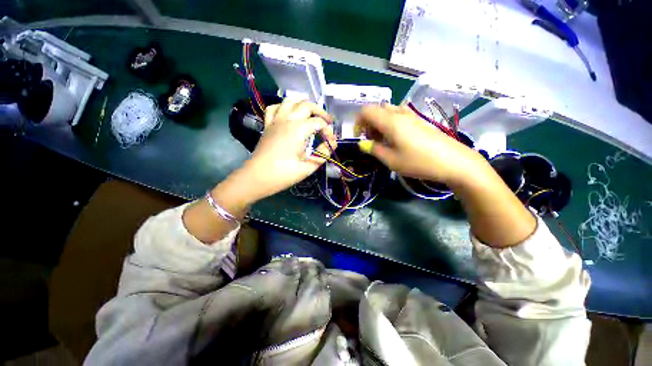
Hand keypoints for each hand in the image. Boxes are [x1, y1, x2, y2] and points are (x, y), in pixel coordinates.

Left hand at [243, 98, 336, 199]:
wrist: (258, 177)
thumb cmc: (284, 174)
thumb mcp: (308, 167)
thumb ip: (323, 153)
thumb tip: (332, 144)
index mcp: (298, 130)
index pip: (318, 122)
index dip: (328, 131)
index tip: (331, 142)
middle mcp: (287, 120)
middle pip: (306, 105)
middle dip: (320, 111)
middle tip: (327, 122)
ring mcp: (275, 120)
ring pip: (290, 100)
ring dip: (303, 103)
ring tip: (310, 113)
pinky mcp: (268, 125)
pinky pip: (274, 108)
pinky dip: (284, 106)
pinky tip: (289, 114)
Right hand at [354, 104, 483, 184]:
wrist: (454, 161)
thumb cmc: (419, 162)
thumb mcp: (391, 160)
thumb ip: (374, 150)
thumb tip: (363, 144)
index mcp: (390, 121)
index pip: (366, 110)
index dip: (358, 122)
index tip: (359, 137)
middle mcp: (399, 114)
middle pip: (376, 109)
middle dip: (368, 123)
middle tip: (371, 141)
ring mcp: (411, 115)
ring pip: (388, 111)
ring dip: (379, 123)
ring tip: (383, 140)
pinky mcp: (419, 120)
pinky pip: (399, 115)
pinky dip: (390, 123)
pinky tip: (396, 138)